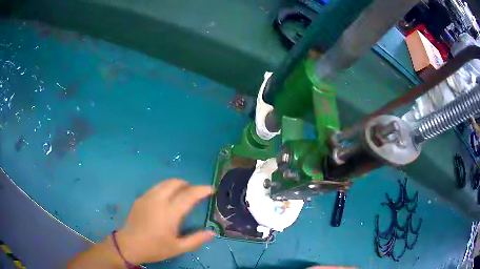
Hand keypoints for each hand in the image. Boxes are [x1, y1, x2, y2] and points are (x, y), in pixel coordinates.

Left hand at [116, 179, 214, 264]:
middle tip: (196, 193)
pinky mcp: (140, 198)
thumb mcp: (178, 248)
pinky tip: (167, 199)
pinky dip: (166, 188)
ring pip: (165, 183)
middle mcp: (158, 200)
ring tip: (183, 194)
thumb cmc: (154, 248)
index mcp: (169, 213)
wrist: (128, 245)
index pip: (189, 195)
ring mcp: (147, 197)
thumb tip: (212, 232)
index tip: (211, 189)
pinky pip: (157, 187)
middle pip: (175, 183)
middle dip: (189, 184)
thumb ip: (196, 239)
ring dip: (177, 184)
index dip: (202, 190)